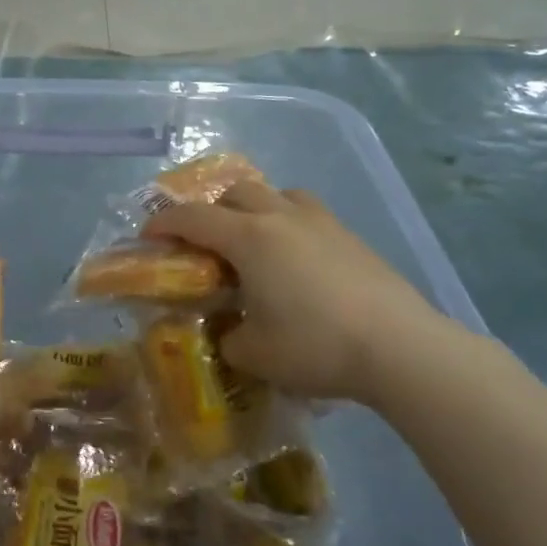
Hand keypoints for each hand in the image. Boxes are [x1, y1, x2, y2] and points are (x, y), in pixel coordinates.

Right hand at [145, 183, 460, 405]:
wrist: (399, 347)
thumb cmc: (314, 346)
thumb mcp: (252, 353)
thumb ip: (227, 337)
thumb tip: (230, 330)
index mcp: (249, 238)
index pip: (193, 218)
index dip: (164, 223)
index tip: (148, 236)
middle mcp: (282, 218)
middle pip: (236, 191)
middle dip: (211, 210)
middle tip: (204, 243)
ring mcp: (322, 223)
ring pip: (277, 194)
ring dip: (254, 209)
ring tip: (253, 243)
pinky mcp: (351, 237)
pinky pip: (307, 214)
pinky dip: (288, 225)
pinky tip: (295, 261)